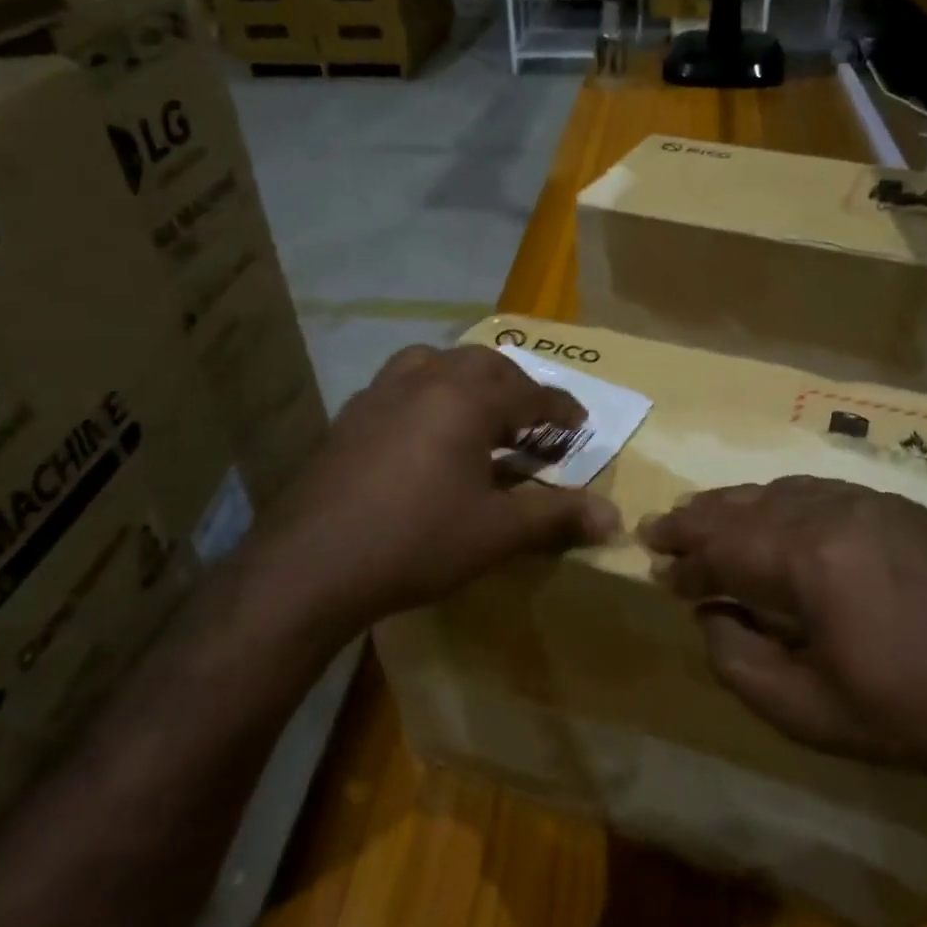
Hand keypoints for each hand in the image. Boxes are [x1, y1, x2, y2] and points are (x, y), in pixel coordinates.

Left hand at [272, 345, 618, 629]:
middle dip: (516, 388)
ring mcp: (381, 392)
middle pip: (485, 365)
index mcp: (468, 398)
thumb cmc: (417, 541)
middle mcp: (426, 379)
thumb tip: (613, 517)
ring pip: (436, 362)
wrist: (313, 564)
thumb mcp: (497, 533)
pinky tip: (424, 431)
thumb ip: (557, 516)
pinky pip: (401, 384)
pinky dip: (427, 393)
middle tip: (531, 422)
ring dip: (467, 380)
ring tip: (478, 412)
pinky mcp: (351, 414)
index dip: (562, 411)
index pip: (532, 394)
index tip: (580, 426)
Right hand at [641, 476, 926, 795]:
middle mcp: (834, 510)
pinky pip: (821, 490)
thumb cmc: (908, 716)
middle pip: (746, 506)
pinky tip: (772, 514)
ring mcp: (871, 501)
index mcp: (809, 557)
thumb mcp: (805, 711)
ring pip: (782, 490)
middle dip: (698, 519)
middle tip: (659, 528)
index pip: (724, 548)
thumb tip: (708, 614)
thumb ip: (738, 659)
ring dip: (738, 505)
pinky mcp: (899, 506)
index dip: (685, 561)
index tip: (655, 570)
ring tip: (705, 516)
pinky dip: (782, 500)